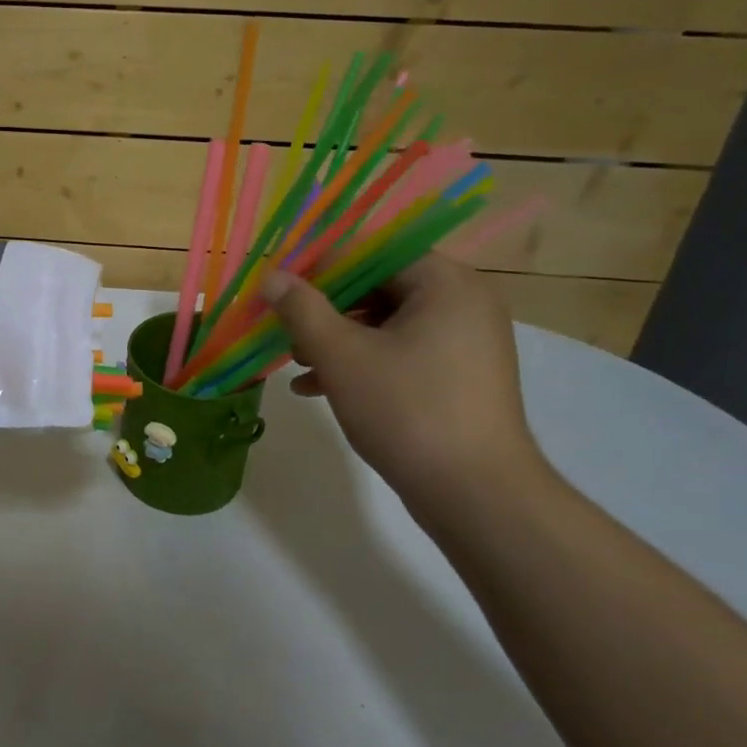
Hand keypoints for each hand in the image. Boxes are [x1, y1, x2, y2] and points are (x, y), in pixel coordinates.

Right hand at [260, 254, 542, 507]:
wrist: (475, 493)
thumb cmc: (406, 410)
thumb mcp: (341, 355)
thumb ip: (302, 309)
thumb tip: (271, 275)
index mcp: (445, 283)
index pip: (372, 253)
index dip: (321, 270)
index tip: (282, 293)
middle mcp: (464, 302)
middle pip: (379, 288)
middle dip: (326, 311)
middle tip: (287, 332)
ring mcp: (466, 342)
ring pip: (387, 324)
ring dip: (338, 340)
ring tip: (297, 365)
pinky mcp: (460, 376)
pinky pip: (403, 353)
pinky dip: (363, 364)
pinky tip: (318, 389)